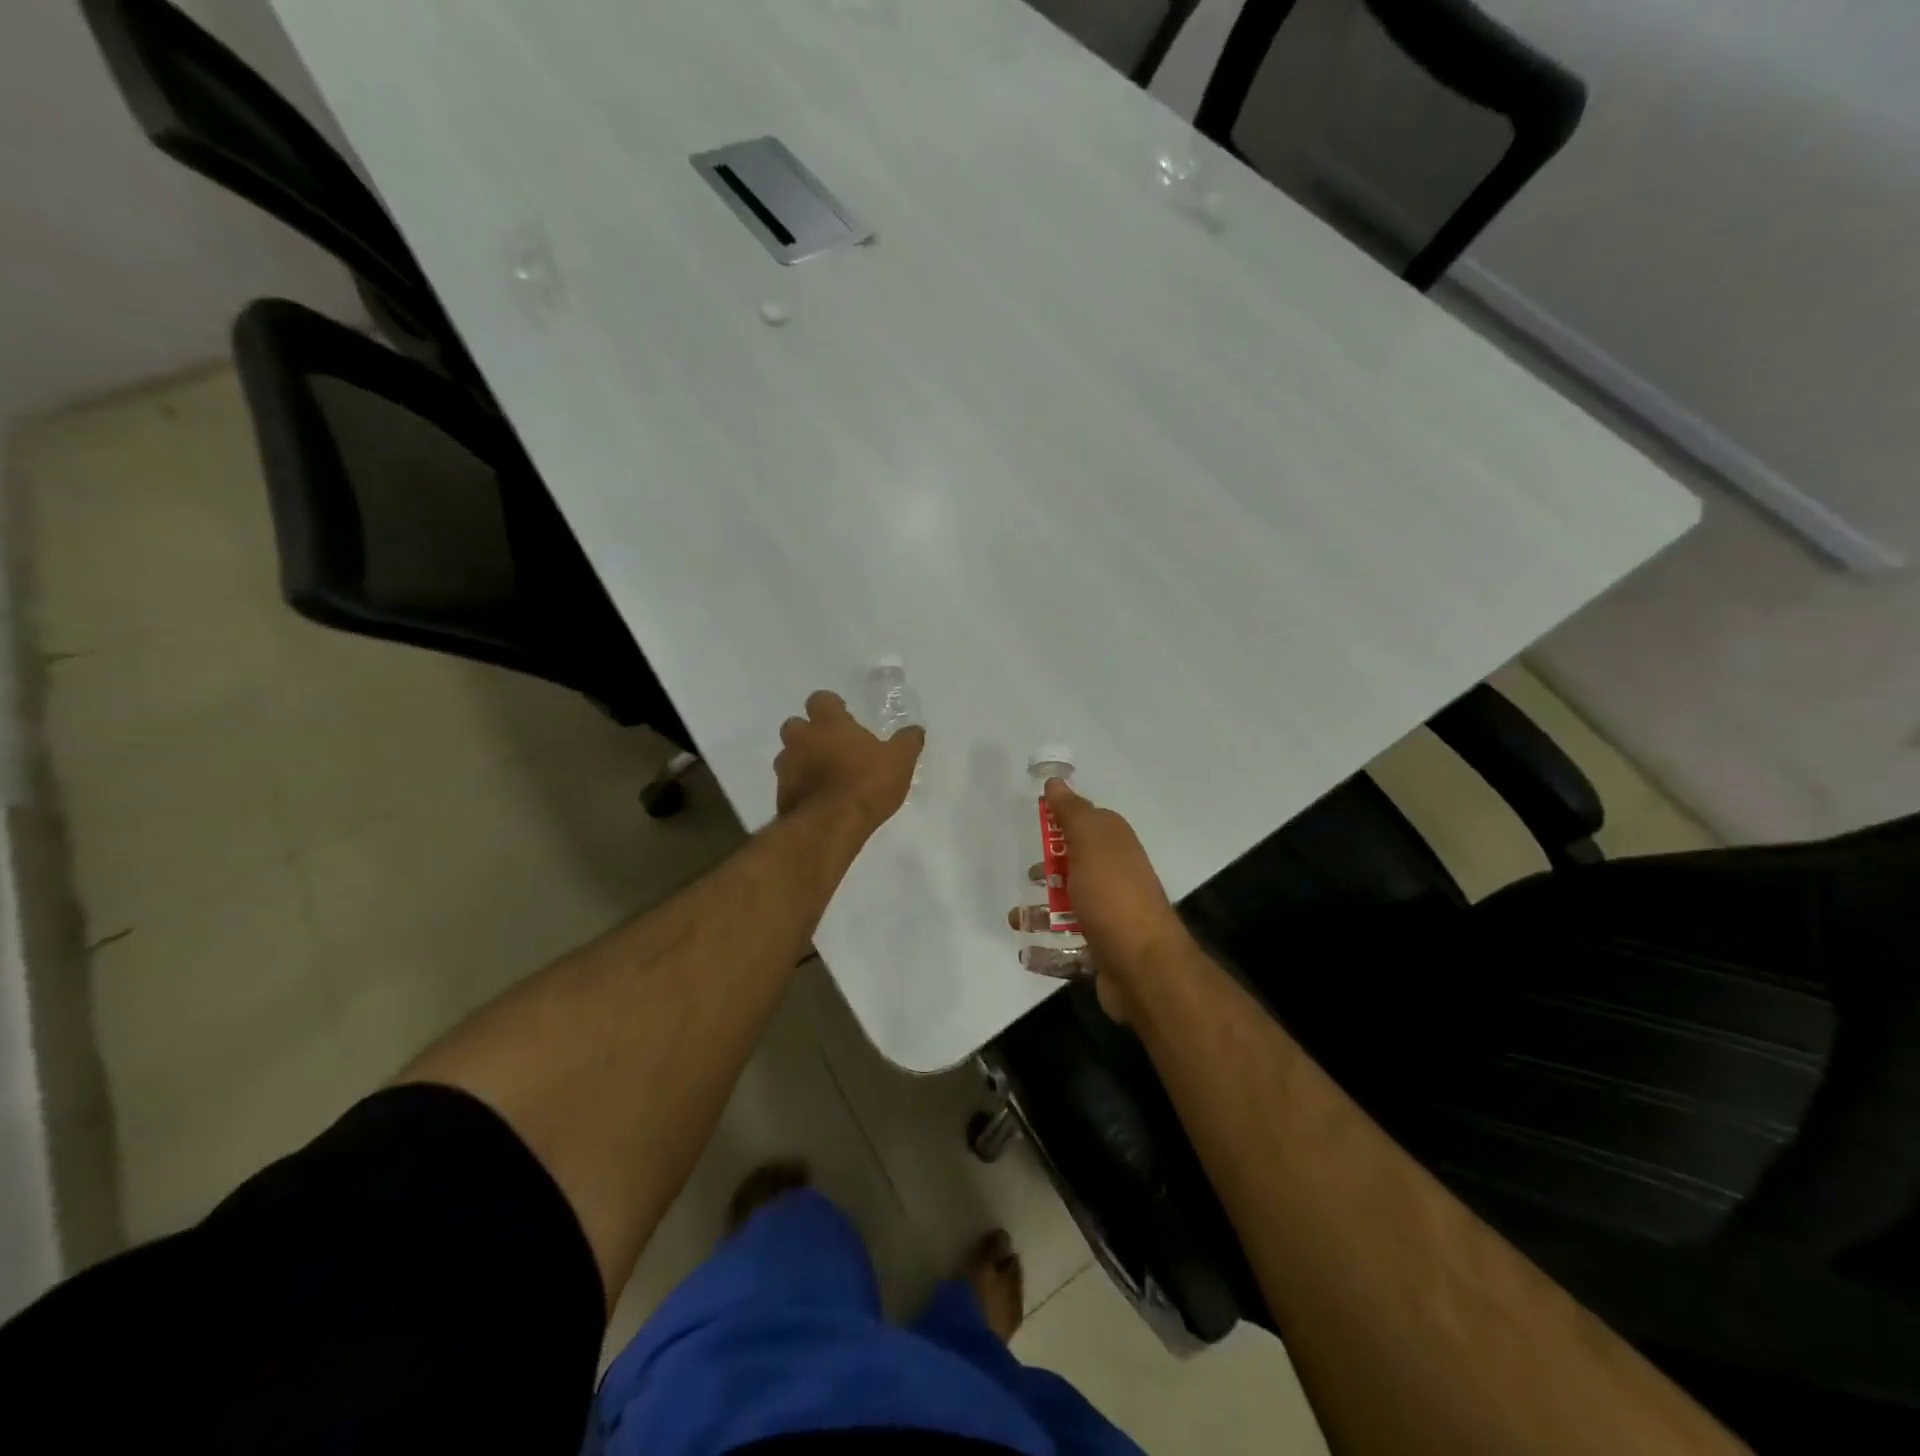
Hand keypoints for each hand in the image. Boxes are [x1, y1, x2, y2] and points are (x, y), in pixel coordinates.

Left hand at [775, 690, 923, 833]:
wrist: (829, 826)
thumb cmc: (866, 784)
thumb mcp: (899, 762)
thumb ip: (907, 742)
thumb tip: (916, 730)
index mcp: (828, 723)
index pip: (820, 699)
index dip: (831, 706)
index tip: (844, 716)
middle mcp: (801, 739)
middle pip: (795, 725)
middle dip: (809, 732)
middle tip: (831, 746)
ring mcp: (786, 768)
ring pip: (788, 755)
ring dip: (801, 760)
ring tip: (824, 775)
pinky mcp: (780, 795)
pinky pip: (788, 784)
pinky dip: (800, 787)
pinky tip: (818, 800)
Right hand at [1010, 779, 1186, 1020]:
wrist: (1143, 967)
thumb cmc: (1112, 897)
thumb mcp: (1090, 843)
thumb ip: (1071, 813)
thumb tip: (1056, 781)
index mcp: (1115, 845)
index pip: (1087, 823)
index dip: (1061, 822)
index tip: (1035, 826)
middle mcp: (1116, 876)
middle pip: (1075, 865)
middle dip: (1048, 871)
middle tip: (1028, 876)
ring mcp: (1110, 915)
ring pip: (1069, 905)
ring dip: (1042, 912)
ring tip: (1017, 919)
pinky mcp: (1101, 949)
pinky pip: (1068, 944)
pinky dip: (1047, 948)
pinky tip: (1028, 951)